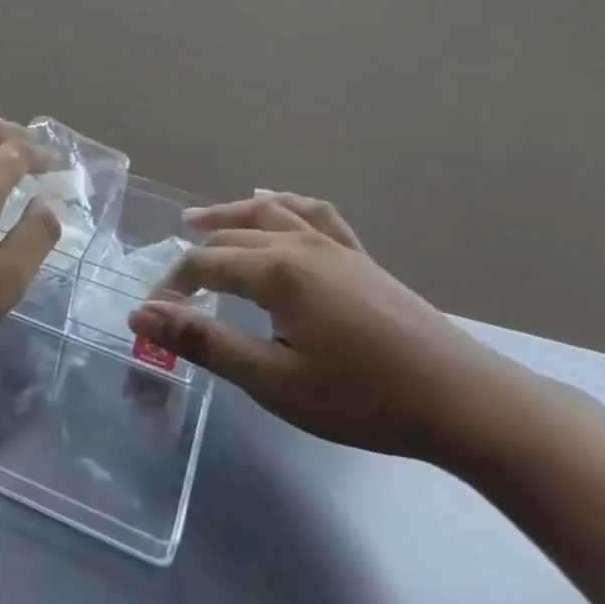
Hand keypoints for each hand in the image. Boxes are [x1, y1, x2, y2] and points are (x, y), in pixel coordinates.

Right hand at [127, 192, 525, 465]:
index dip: (172, 286)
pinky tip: (274, 202)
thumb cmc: (363, 397)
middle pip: (231, 238)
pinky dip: (284, 204)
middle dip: (194, 259)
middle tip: (172, 292)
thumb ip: (205, 342)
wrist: (463, 401)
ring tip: (199, 221)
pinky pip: (313, 213)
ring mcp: (333, 244)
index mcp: (275, 270)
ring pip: (267, 213)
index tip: (153, 316)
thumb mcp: (275, 380)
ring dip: (229, 216)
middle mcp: (298, 243)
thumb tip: (141, 315)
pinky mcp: (358, 255)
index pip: (204, 264)